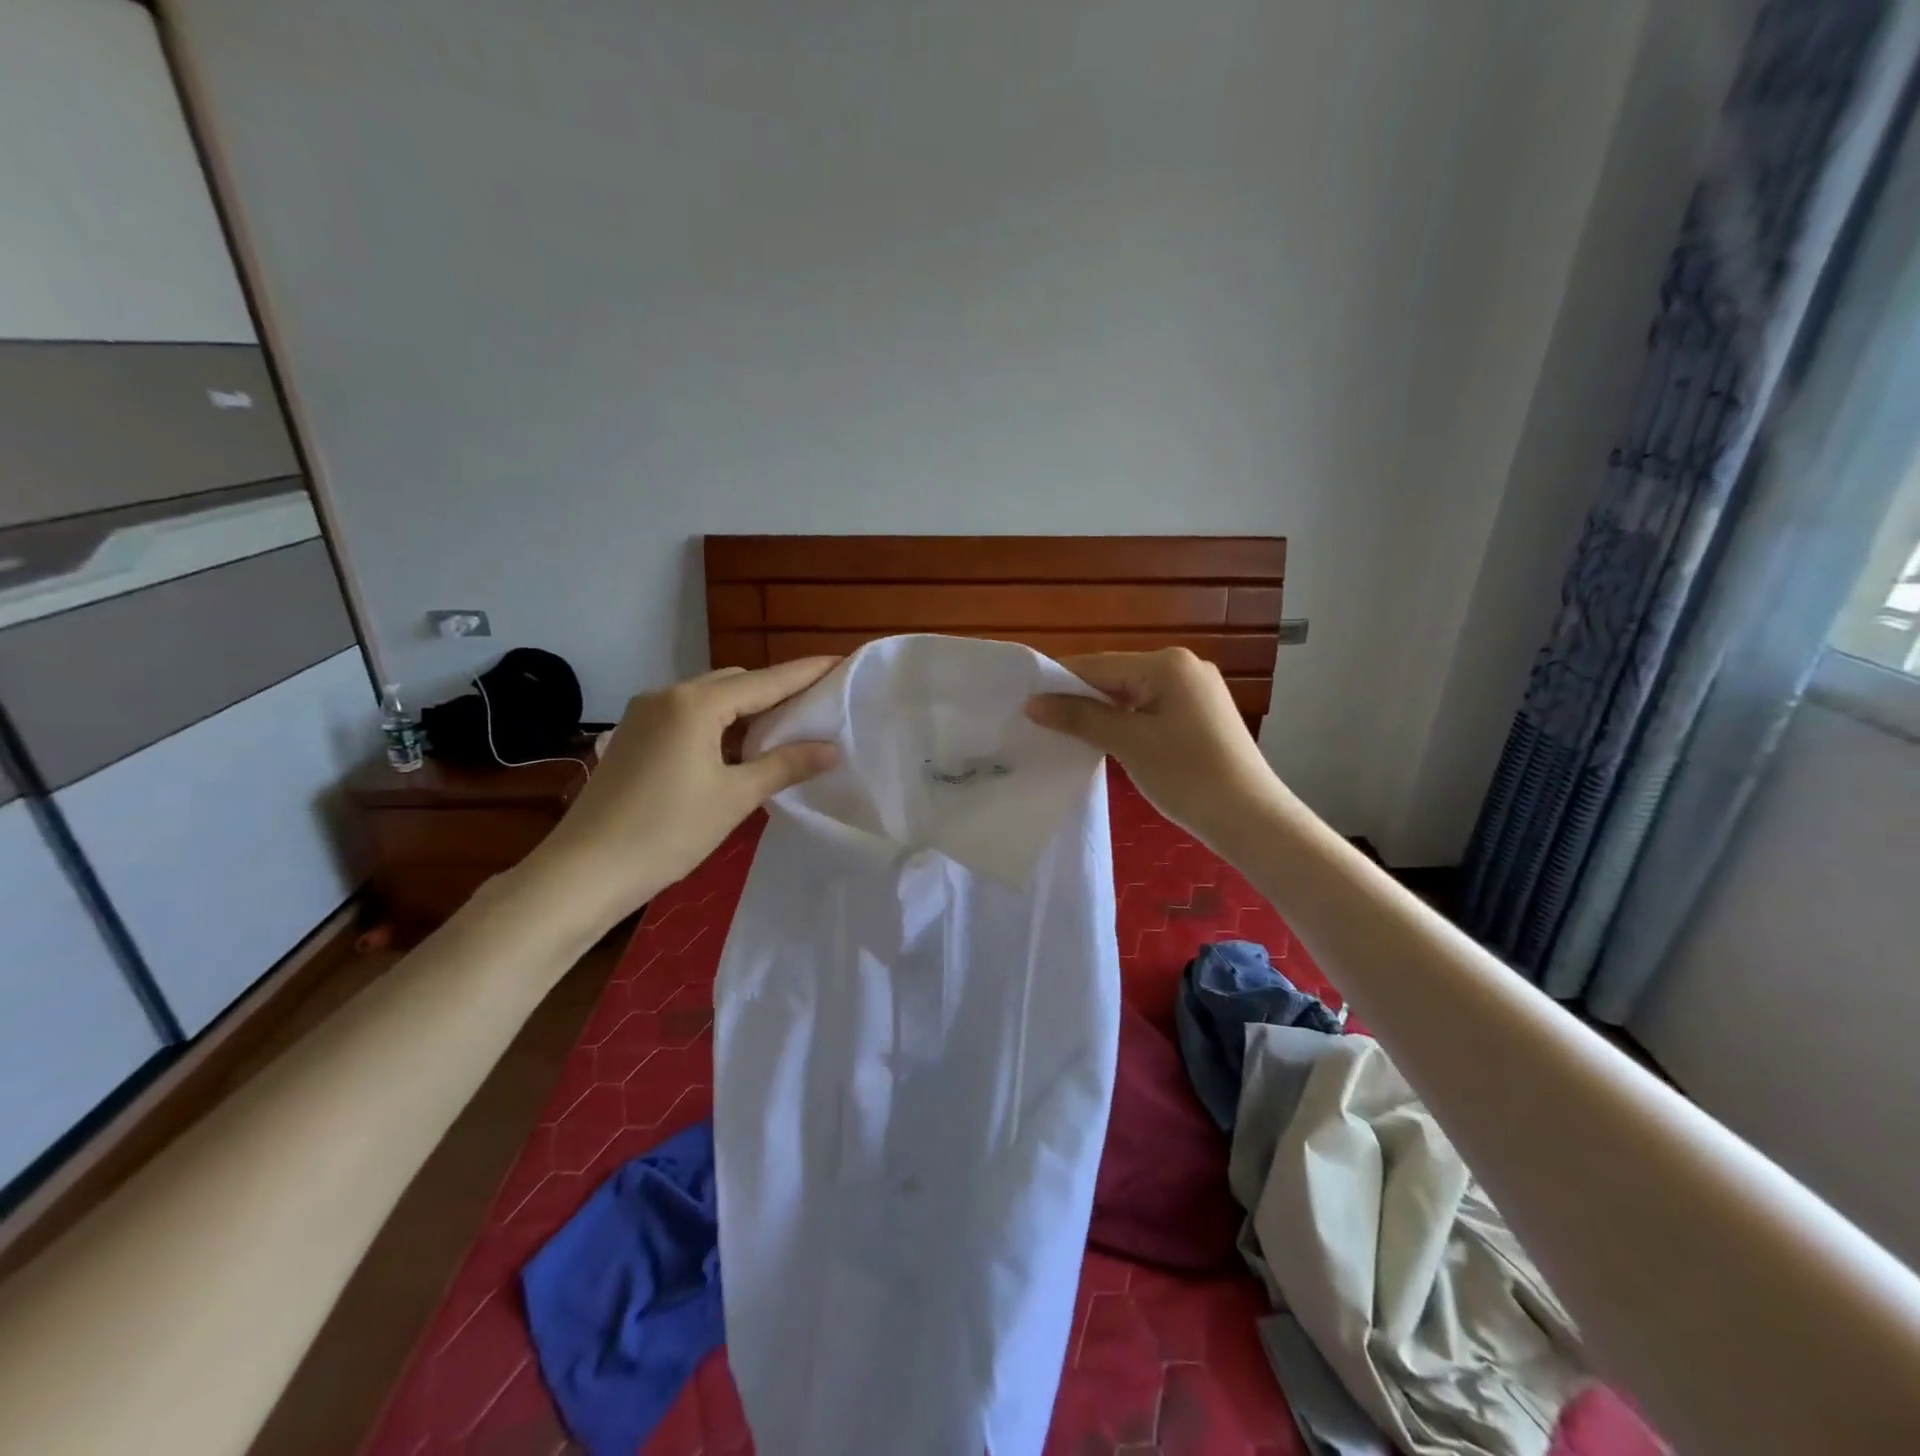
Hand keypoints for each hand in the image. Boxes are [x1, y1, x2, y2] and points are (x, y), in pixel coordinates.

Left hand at [538, 658, 839, 923]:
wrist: (584, 871)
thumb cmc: (667, 831)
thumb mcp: (735, 798)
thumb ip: (785, 765)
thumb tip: (832, 749)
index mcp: (695, 703)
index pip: (765, 681)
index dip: (805, 673)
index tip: (840, 663)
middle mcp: (667, 695)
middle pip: (735, 683)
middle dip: (775, 692)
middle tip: (815, 709)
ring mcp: (643, 714)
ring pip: (709, 699)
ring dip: (745, 710)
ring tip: (781, 732)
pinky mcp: (632, 736)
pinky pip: (686, 715)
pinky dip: (717, 724)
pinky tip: (734, 750)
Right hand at [1025, 648, 1289, 851]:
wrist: (1251, 818)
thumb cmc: (1187, 775)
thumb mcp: (1128, 743)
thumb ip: (1080, 717)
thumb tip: (1034, 702)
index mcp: (1167, 663)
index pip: (1097, 664)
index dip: (1058, 683)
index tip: (1024, 704)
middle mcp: (1184, 666)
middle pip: (1115, 675)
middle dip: (1080, 699)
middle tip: (1042, 724)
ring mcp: (1196, 689)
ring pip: (1132, 693)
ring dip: (1102, 712)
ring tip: (1068, 735)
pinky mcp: (1201, 713)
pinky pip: (1151, 708)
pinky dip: (1126, 721)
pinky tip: (1107, 740)